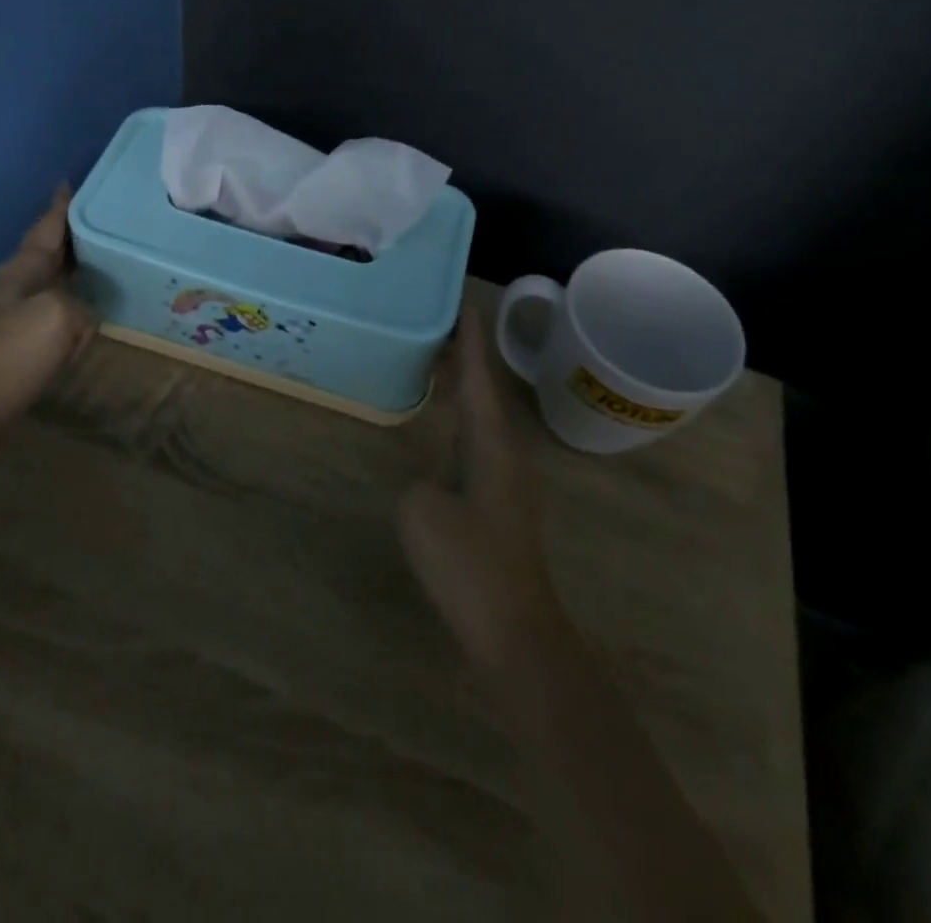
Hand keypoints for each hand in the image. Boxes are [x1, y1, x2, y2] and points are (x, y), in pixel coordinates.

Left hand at [0, 185, 97, 456]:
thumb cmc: (9, 356)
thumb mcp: (58, 318)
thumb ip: (81, 306)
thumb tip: (83, 315)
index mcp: (22, 269)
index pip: (47, 226)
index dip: (62, 205)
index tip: (73, 180)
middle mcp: (16, 284)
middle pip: (51, 250)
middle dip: (76, 235)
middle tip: (110, 223)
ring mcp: (14, 314)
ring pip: (54, 280)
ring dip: (76, 269)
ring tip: (108, 262)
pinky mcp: (18, 342)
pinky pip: (55, 311)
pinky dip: (74, 303)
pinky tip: (90, 310)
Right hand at [398, 318, 569, 676]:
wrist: (512, 628)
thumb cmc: (468, 563)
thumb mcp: (420, 511)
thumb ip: (417, 479)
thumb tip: (427, 480)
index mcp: (492, 443)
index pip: (481, 376)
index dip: (471, 338)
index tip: (463, 301)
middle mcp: (505, 451)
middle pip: (486, 387)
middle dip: (466, 353)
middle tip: (437, 320)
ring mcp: (504, 476)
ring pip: (483, 412)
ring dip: (465, 382)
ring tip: (438, 355)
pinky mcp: (497, 499)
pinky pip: (476, 436)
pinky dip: (460, 412)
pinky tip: (445, 417)